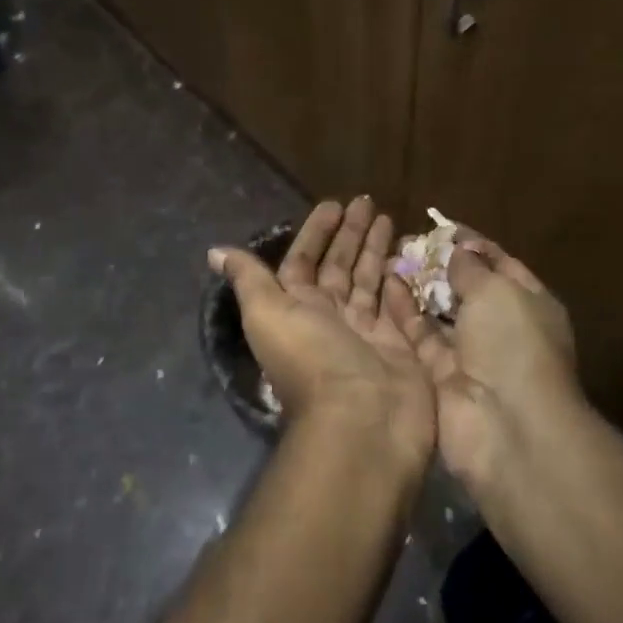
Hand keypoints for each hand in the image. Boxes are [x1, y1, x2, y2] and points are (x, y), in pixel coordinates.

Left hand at [212, 198, 434, 471]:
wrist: (363, 421)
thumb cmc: (312, 359)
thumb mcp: (268, 314)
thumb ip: (248, 280)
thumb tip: (215, 251)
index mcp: (296, 307)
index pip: (303, 260)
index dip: (315, 232)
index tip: (333, 204)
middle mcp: (330, 315)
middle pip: (339, 265)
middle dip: (350, 233)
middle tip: (367, 201)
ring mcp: (366, 330)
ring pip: (369, 280)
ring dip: (375, 249)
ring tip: (388, 217)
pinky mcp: (399, 342)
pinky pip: (397, 303)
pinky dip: (399, 280)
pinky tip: (407, 255)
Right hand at [388, 234, 579, 490]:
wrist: (505, 425)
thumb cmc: (512, 344)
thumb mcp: (498, 290)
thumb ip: (472, 267)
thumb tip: (458, 250)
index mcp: (528, 303)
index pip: (499, 263)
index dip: (471, 243)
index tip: (439, 225)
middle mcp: (500, 327)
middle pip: (466, 288)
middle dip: (439, 264)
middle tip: (405, 241)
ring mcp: (470, 354)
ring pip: (439, 312)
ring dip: (418, 286)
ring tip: (388, 257)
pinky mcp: (439, 376)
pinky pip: (420, 336)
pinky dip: (405, 312)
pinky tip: (384, 284)